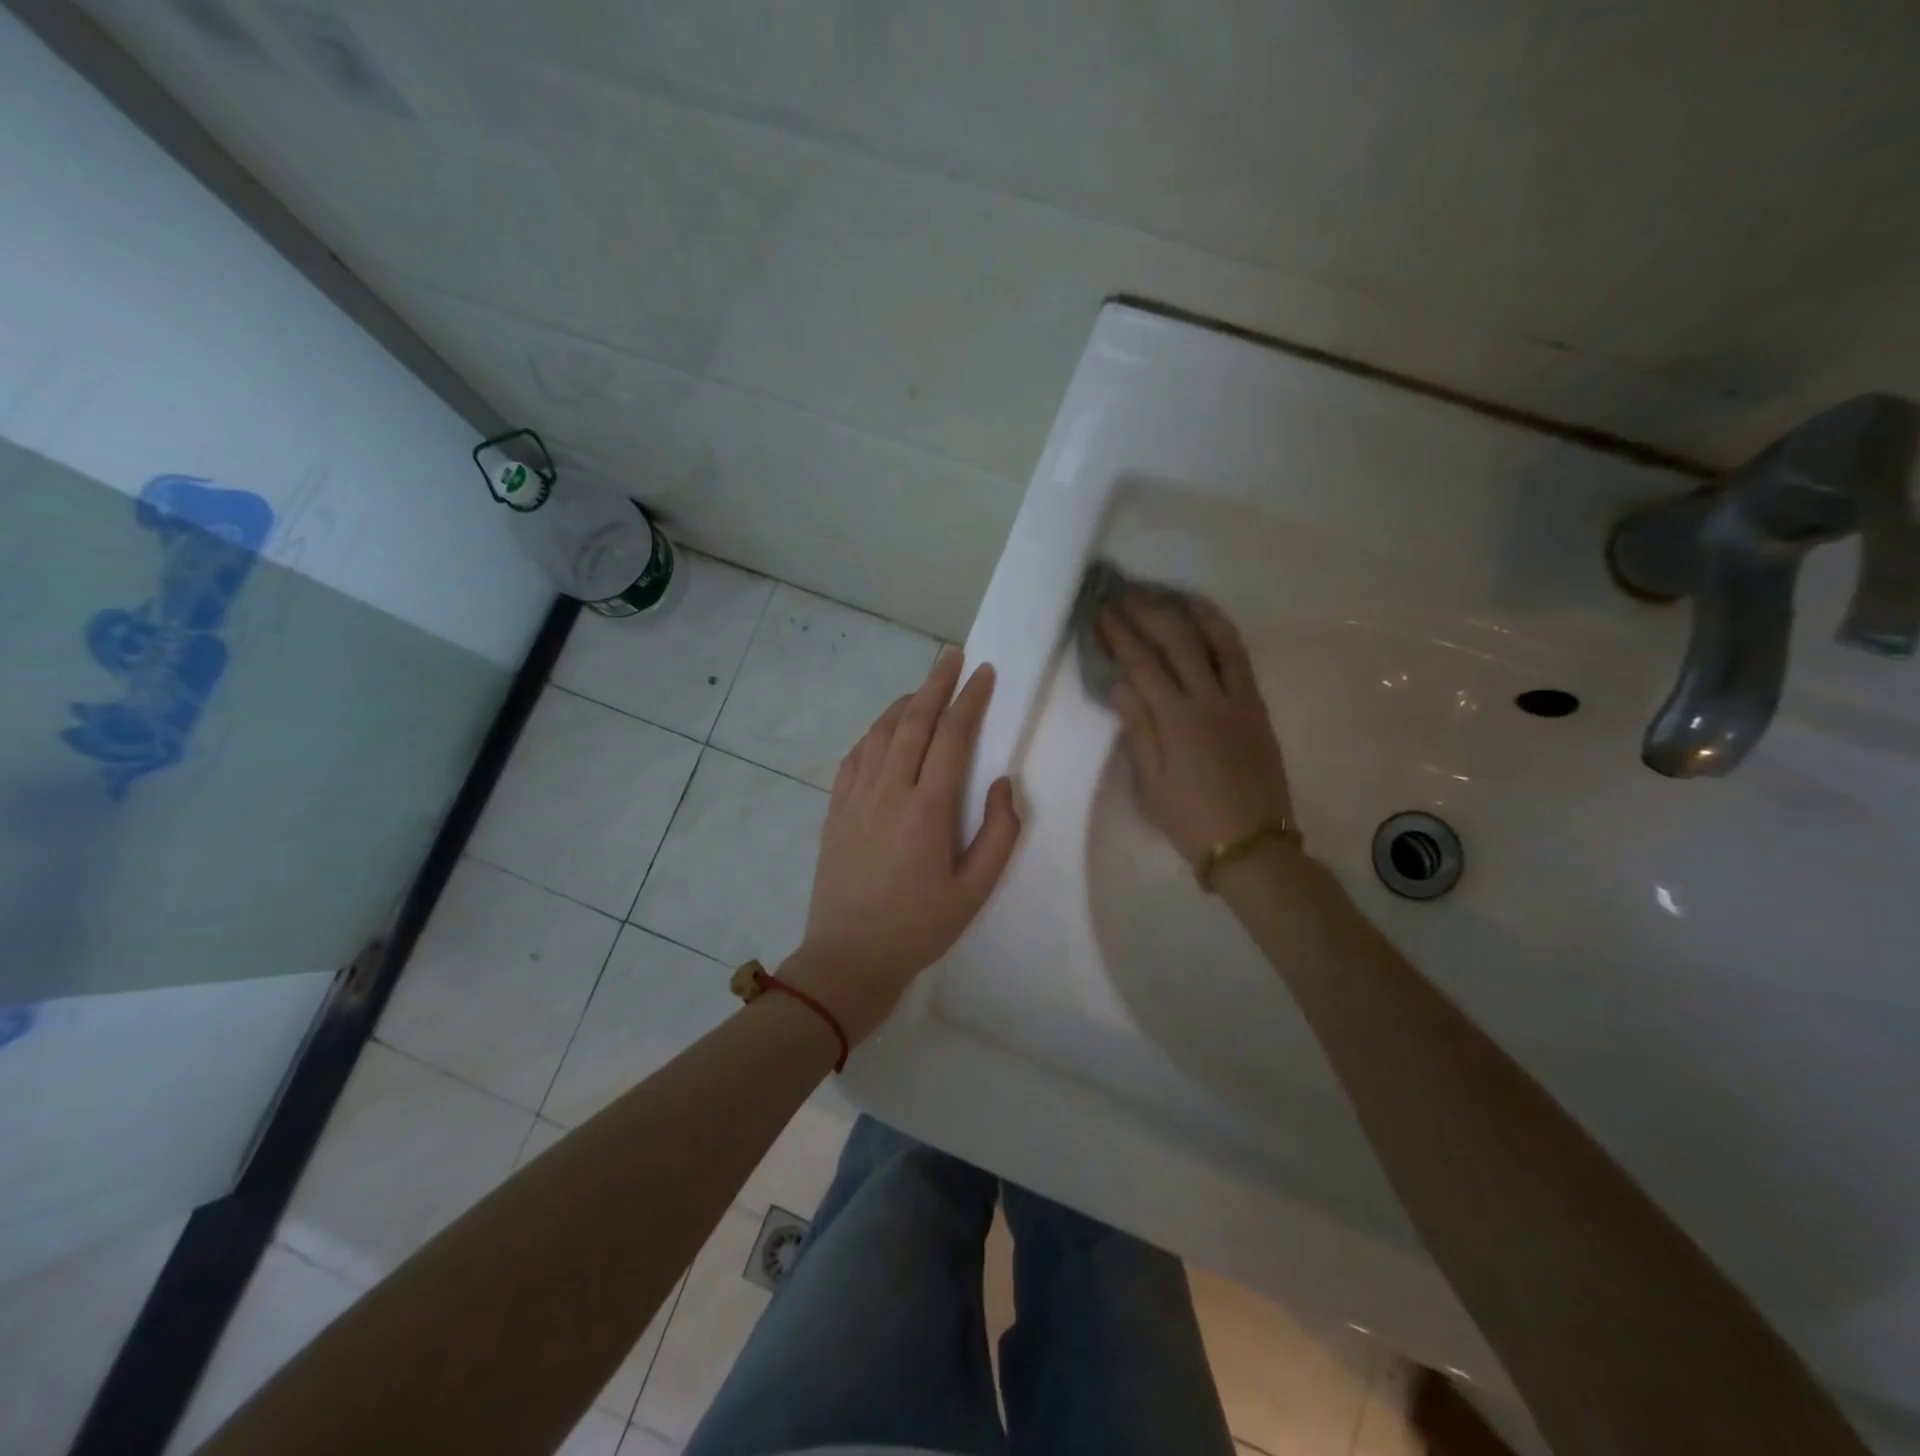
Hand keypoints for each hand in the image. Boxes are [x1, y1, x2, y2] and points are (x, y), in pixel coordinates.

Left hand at [784, 650, 1021, 1043]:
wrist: (848, 958)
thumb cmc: (919, 928)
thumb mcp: (975, 891)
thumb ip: (999, 833)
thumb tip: (1002, 783)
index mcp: (927, 810)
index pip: (952, 737)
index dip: (970, 700)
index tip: (984, 673)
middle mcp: (888, 791)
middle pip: (913, 721)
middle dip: (936, 684)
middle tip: (953, 657)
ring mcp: (855, 797)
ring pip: (880, 733)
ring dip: (904, 703)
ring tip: (923, 688)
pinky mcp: (835, 809)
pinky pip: (855, 756)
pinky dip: (874, 733)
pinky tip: (885, 730)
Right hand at [1101, 594, 1294, 865]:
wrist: (1253, 845)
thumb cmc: (1191, 821)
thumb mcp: (1152, 783)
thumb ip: (1138, 729)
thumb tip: (1120, 683)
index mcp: (1178, 720)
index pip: (1143, 665)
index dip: (1121, 636)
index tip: (1102, 614)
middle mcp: (1210, 699)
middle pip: (1178, 642)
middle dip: (1149, 614)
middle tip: (1127, 595)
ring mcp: (1239, 700)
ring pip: (1218, 641)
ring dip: (1193, 613)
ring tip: (1174, 594)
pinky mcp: (1257, 708)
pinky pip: (1241, 660)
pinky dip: (1224, 635)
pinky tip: (1211, 626)